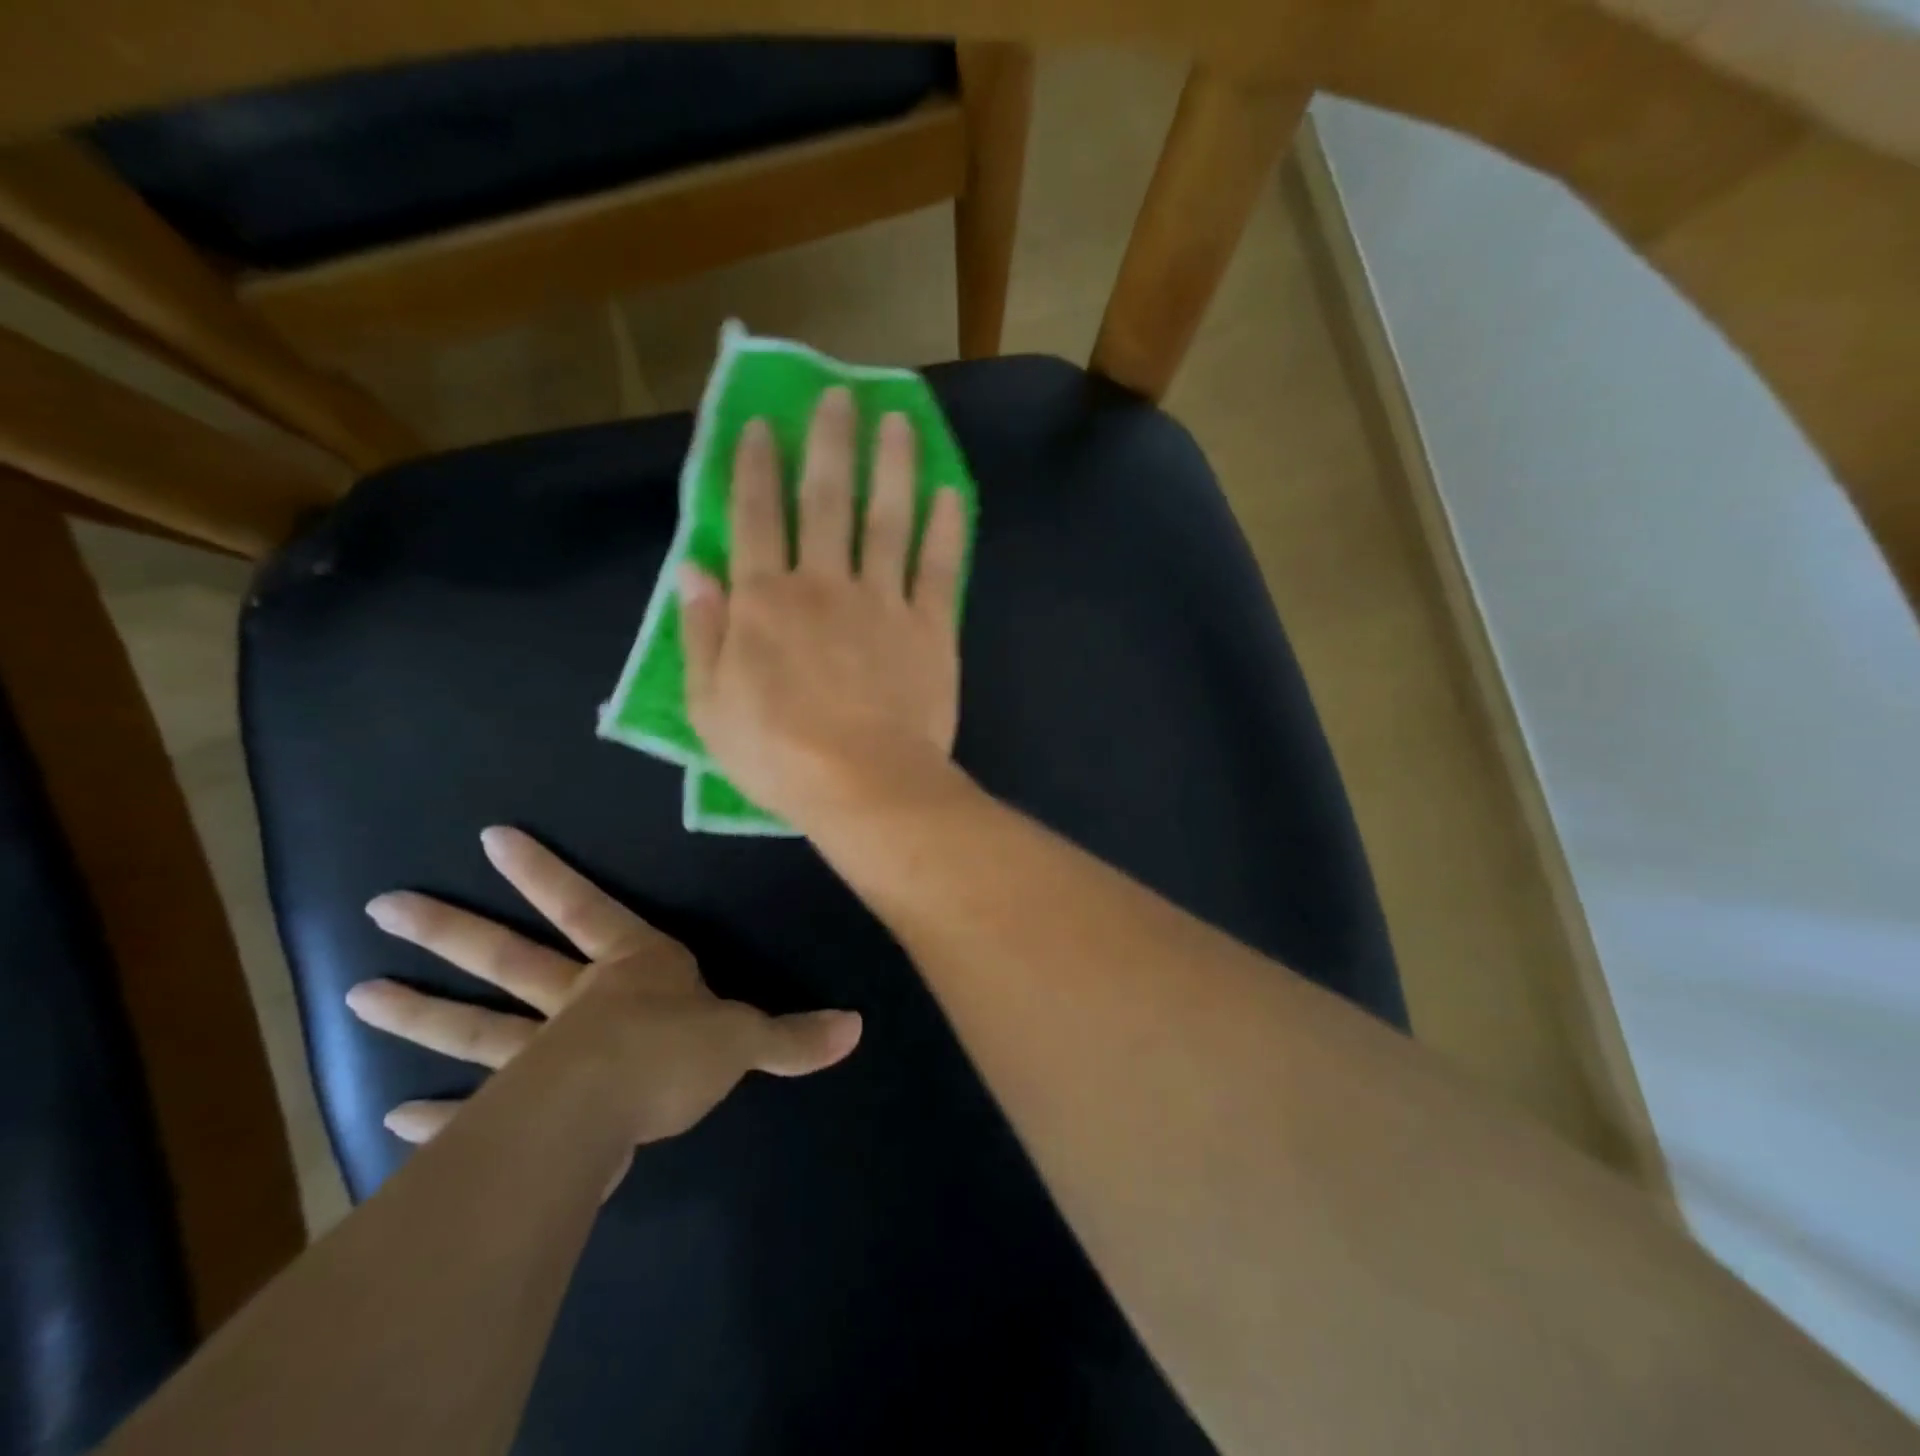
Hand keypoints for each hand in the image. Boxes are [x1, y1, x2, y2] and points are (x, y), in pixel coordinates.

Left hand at [346, 826, 860, 1149]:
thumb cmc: (677, 1051)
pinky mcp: (524, 1110)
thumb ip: (793, 1035)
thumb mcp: (746, 1039)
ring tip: (357, 996)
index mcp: (633, 968)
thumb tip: (856, 1027)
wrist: (618, 1110)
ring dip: (421, 1012)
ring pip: (475, 1025)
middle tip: (384, 908)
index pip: (588, 906)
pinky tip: (394, 1117)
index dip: (546, 872)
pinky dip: (437, 1114)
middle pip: (509, 958)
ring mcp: (541, 1053)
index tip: (490, 837)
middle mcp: (578, 999)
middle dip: (453, 931)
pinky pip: (473, 1108)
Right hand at [678, 387, 967, 836]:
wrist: (863, 783)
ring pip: (887, 519)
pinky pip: (939, 569)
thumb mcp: (710, 704)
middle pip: (826, 500)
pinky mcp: (931, 628)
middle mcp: (824, 584)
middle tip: (838, 393)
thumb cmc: (778, 754)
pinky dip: (945, 529)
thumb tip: (691, 568)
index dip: (756, 466)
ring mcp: (883, 602)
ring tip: (898, 419)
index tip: (763, 423)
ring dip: (892, 465)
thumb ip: (701, 631)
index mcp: (766, 601)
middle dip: (829, 442)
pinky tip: (948, 492)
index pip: (756, 517)